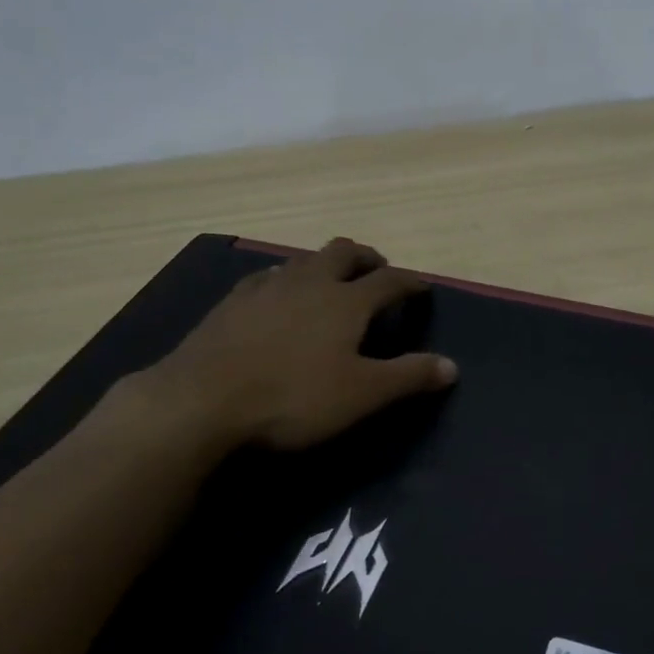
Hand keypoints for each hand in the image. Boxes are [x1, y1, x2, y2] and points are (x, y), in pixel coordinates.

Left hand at [123, 238, 457, 453]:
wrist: (202, 401)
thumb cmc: (293, 398)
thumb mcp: (361, 395)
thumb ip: (408, 377)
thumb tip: (452, 366)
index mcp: (345, 301)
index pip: (389, 281)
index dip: (411, 282)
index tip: (423, 286)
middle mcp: (308, 282)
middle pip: (343, 252)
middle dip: (366, 257)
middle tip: (377, 271)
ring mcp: (265, 288)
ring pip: (303, 259)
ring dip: (325, 265)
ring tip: (331, 283)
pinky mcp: (231, 303)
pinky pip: (267, 277)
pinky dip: (286, 280)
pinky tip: (278, 297)